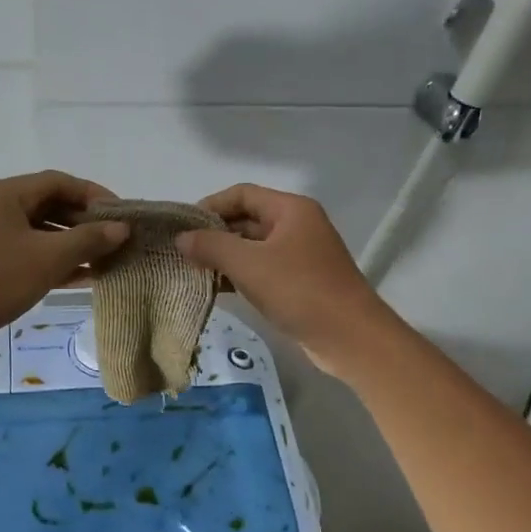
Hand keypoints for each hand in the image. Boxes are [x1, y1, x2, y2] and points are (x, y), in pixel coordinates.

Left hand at [0, 171, 128, 362]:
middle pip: (49, 205)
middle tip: (117, 240)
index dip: (94, 195)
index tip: (122, 215)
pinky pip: (28, 254)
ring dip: (72, 245)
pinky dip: (54, 262)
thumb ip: (88, 240)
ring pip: (40, 233)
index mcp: (4, 194)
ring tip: (106, 261)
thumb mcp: (47, 258)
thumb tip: (121, 229)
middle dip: (85, 223)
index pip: (59, 182)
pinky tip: (82, 278)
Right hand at [176, 184, 401, 378]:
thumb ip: (212, 246)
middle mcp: (298, 225)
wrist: (350, 337)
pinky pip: (264, 270)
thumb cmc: (300, 291)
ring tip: (193, 272)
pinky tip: (217, 290)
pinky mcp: (301, 282)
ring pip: (254, 247)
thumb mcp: (249, 265)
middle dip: (215, 234)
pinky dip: (241, 276)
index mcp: (291, 209)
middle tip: (183, 253)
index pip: (242, 194)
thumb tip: (181, 238)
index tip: (183, 227)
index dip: (210, 206)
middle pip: (248, 219)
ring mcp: (301, 255)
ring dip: (225, 258)